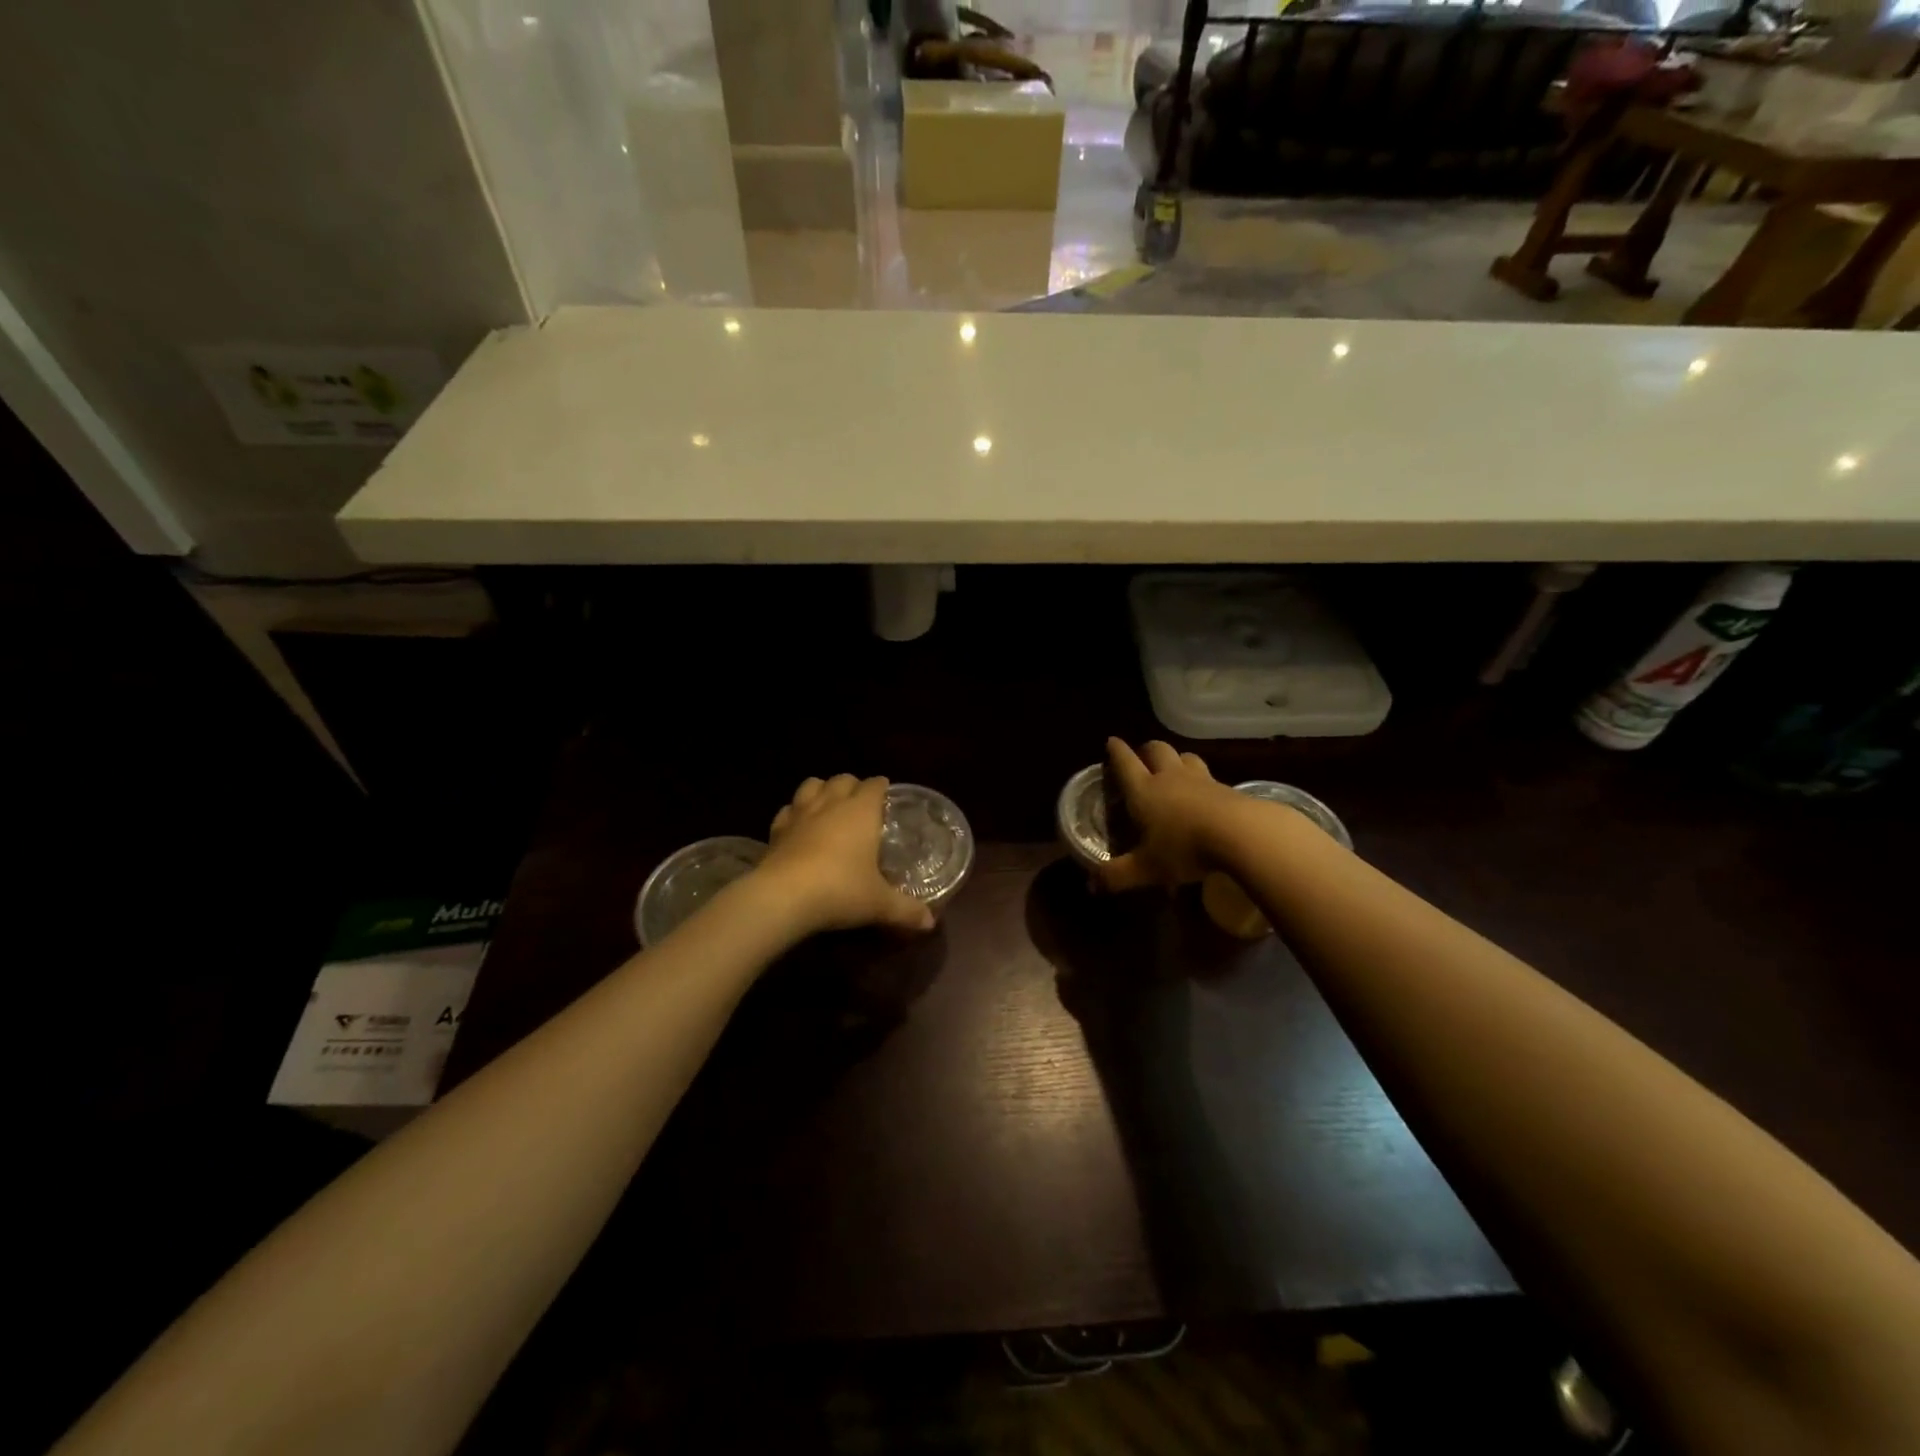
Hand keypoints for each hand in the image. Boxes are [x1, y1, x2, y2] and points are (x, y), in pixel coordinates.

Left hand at [755, 775, 935, 936]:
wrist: (783, 897)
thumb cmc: (840, 890)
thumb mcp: (879, 904)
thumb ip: (906, 910)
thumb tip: (929, 923)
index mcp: (861, 811)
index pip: (874, 785)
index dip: (881, 787)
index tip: (887, 794)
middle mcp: (831, 804)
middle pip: (842, 779)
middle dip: (852, 786)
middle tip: (861, 803)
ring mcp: (800, 814)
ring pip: (811, 785)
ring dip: (821, 790)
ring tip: (828, 806)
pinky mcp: (776, 830)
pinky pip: (787, 810)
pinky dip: (795, 813)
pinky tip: (798, 827)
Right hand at [1098, 738, 1246, 892]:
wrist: (1242, 834)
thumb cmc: (1185, 847)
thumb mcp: (1146, 869)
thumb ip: (1117, 875)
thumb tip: (1091, 885)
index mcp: (1143, 790)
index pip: (1124, 762)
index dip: (1116, 751)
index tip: (1111, 742)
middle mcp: (1169, 777)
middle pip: (1156, 749)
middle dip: (1146, 750)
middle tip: (1142, 757)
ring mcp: (1200, 780)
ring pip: (1185, 757)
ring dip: (1176, 759)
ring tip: (1174, 770)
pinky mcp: (1226, 788)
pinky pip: (1209, 775)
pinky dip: (1201, 780)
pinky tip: (1205, 795)